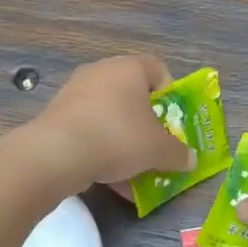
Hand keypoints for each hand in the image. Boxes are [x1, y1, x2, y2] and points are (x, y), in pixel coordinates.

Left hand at [24, 55, 192, 189]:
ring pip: (110, 116)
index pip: (159, 70)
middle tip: (155, 146)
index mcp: (129, 68)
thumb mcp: (158, 150)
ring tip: (133, 171)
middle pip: (133, 96)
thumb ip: (178, 154)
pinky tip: (109, 178)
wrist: (57, 153)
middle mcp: (101, 72)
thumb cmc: (118, 137)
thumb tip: (190, 160)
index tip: (173, 122)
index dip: (171, 95)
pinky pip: (89, 130)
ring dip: (124, 141)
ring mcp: (75, 92)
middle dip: (146, 124)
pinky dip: (101, 149)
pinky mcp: (57, 115)